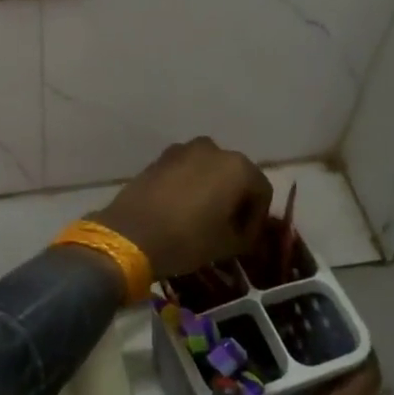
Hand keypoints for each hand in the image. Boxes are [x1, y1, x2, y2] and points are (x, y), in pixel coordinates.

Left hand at [86, 138, 270, 279]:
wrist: (131, 234)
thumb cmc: (188, 239)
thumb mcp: (227, 245)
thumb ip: (246, 235)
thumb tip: (244, 232)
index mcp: (238, 167)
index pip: (262, 191)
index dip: (257, 218)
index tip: (245, 240)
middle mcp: (214, 149)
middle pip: (235, 175)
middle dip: (235, 200)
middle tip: (227, 228)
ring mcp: (183, 149)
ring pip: (209, 170)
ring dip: (212, 190)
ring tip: (203, 218)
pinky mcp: (160, 158)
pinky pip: (185, 170)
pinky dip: (190, 185)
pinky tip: (181, 210)